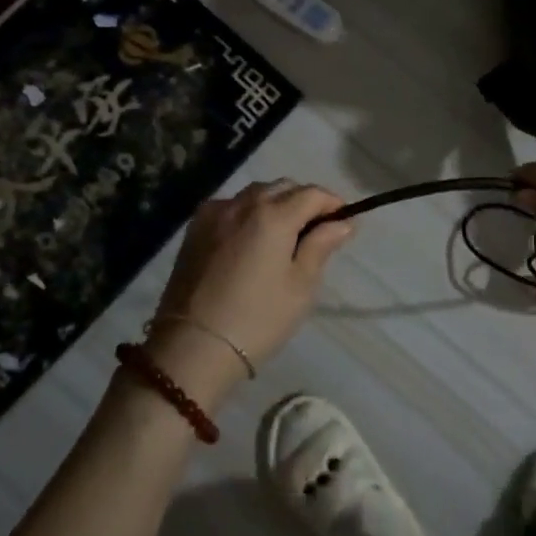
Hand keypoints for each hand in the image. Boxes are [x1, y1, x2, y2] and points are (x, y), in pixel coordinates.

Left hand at [142, 179, 353, 410]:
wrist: (192, 348)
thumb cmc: (257, 320)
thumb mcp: (300, 287)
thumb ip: (321, 246)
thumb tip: (343, 222)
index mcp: (273, 215)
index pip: (313, 194)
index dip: (333, 203)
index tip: (344, 222)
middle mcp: (243, 203)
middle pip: (283, 187)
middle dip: (304, 200)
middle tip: (315, 230)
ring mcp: (215, 213)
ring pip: (255, 193)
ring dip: (275, 203)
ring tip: (283, 234)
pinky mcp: (195, 228)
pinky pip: (230, 206)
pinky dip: (248, 212)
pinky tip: (250, 238)